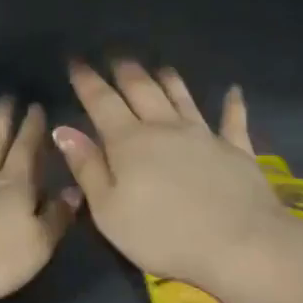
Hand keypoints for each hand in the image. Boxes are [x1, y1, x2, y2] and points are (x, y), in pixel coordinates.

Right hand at [53, 61, 295, 289]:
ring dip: (169, 80)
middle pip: (142, 91)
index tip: (76, 61)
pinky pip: (233, 121)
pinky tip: (233, 91)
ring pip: (182, 98)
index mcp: (129, 143)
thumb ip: (87, 168)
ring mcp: (205, 136)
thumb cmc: (161, 235)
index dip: (87, 81)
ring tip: (159, 67)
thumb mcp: (108, 211)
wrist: (239, 245)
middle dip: (126, 72)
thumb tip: (64, 130)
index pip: (102, 102)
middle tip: (116, 58)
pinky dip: (232, 104)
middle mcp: (165, 128)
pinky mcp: (237, 151)